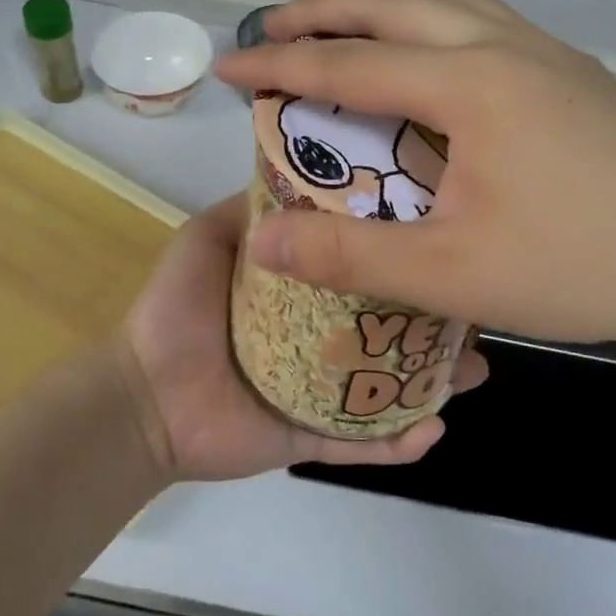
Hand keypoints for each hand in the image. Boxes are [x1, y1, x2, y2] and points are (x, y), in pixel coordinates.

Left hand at [117, 193, 487, 481]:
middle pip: (390, 325)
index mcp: (303, 290)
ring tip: (473, 369)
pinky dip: (398, 441)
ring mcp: (321, 390)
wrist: (140, 395)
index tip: (445, 230)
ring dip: (435, 380)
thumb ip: (256, 208)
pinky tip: (432, 428)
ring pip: (391, 384)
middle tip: (475, 309)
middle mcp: (321, 335)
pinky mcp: (312, 438)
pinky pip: (362, 443)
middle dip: (436, 319)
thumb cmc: (176, 308)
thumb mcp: (211, 236)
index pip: (363, 265)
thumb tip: (309, 173)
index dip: (402, 251)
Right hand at [215, 0, 615, 355]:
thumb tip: (263, 240)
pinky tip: (434, 55)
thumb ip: (351, 256)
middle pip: (396, 4)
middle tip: (274, 26)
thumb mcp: (453, 274)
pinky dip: (435, 18)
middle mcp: (507, 46)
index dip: (281, 65)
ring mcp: (549, 52)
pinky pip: (485, 18)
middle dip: (326, 9)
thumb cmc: (580, 266)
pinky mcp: (576, 72)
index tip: (228, 66)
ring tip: (346, 26)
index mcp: (472, 84)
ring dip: (385, 4)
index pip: (351, 63)